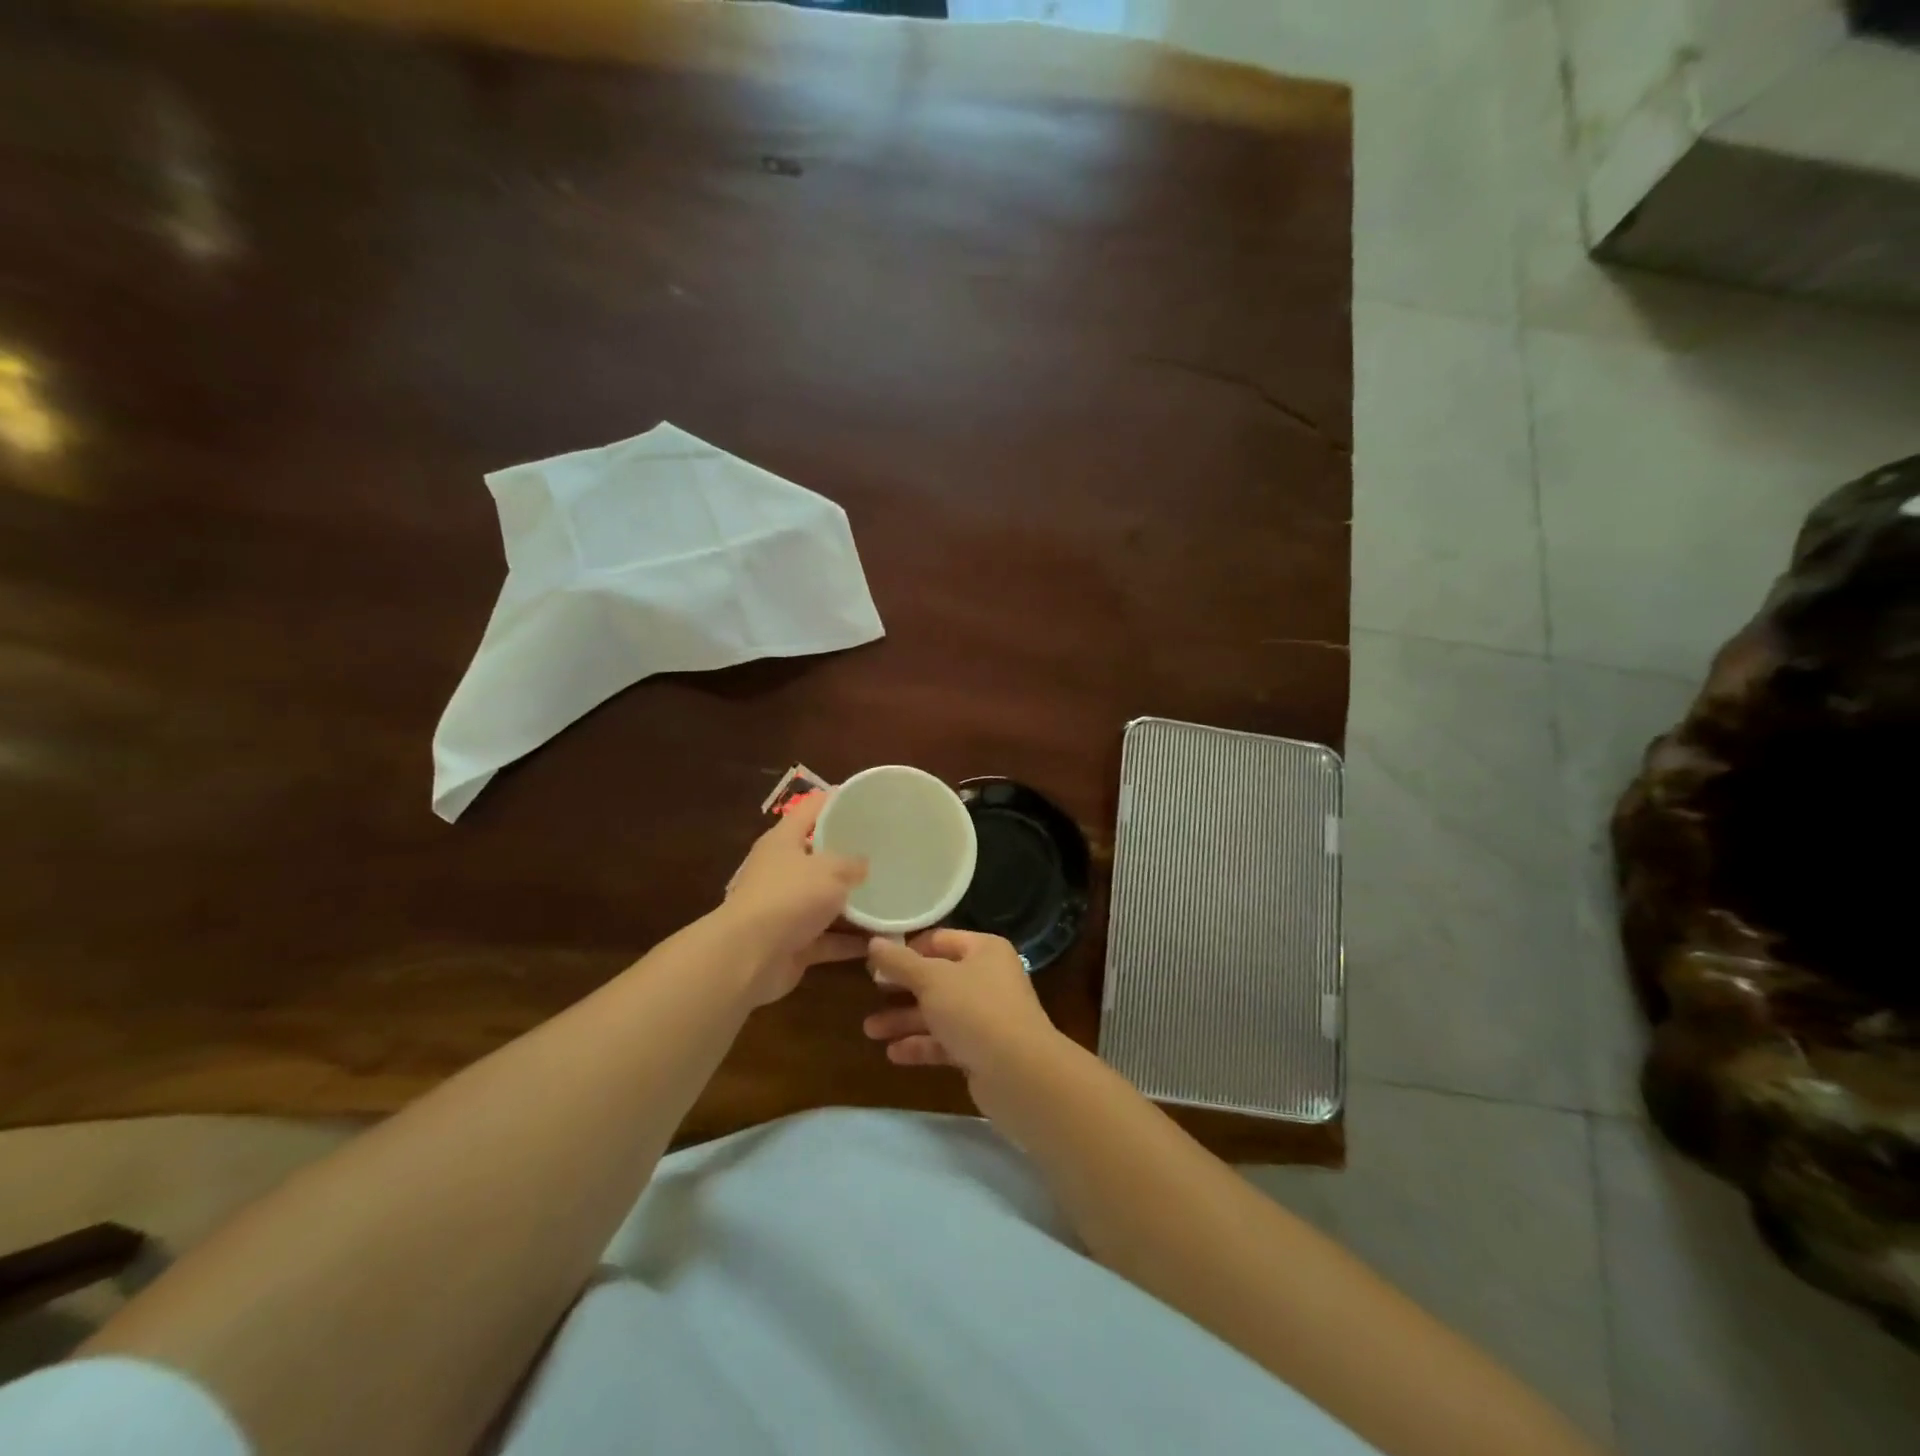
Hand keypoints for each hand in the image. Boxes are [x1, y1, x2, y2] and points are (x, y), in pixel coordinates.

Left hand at [723, 793, 867, 1004]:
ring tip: (892, 897)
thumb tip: (863, 864)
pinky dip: (850, 941)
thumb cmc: (789, 897)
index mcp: (784, 841)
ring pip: (826, 901)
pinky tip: (881, 940)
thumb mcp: (830, 870)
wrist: (748, 958)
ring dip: (855, 905)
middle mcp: (782, 871)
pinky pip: (829, 939)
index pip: (811, 809)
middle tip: (888, 853)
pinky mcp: (794, 943)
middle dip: (852, 857)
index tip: (867, 801)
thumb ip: (852, 863)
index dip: (837, 801)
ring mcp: (787, 909)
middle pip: (820, 857)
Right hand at [862, 930, 1062, 1087]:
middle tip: (869, 992)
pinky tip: (892, 1054)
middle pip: (937, 977)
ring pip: (939, 1012)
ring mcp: (986, 1015)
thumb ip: (899, 962)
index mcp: (984, 950)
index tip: (875, 960)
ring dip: (905, 1019)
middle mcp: (988, 978)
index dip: (908, 949)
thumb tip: (873, 942)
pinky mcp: (982, 1050)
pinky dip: (921, 1045)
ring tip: (869, 1030)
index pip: (939, 940)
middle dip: (902, 988)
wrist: (1019, 1073)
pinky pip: (946, 1041)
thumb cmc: (975, 1010)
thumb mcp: (931, 980)